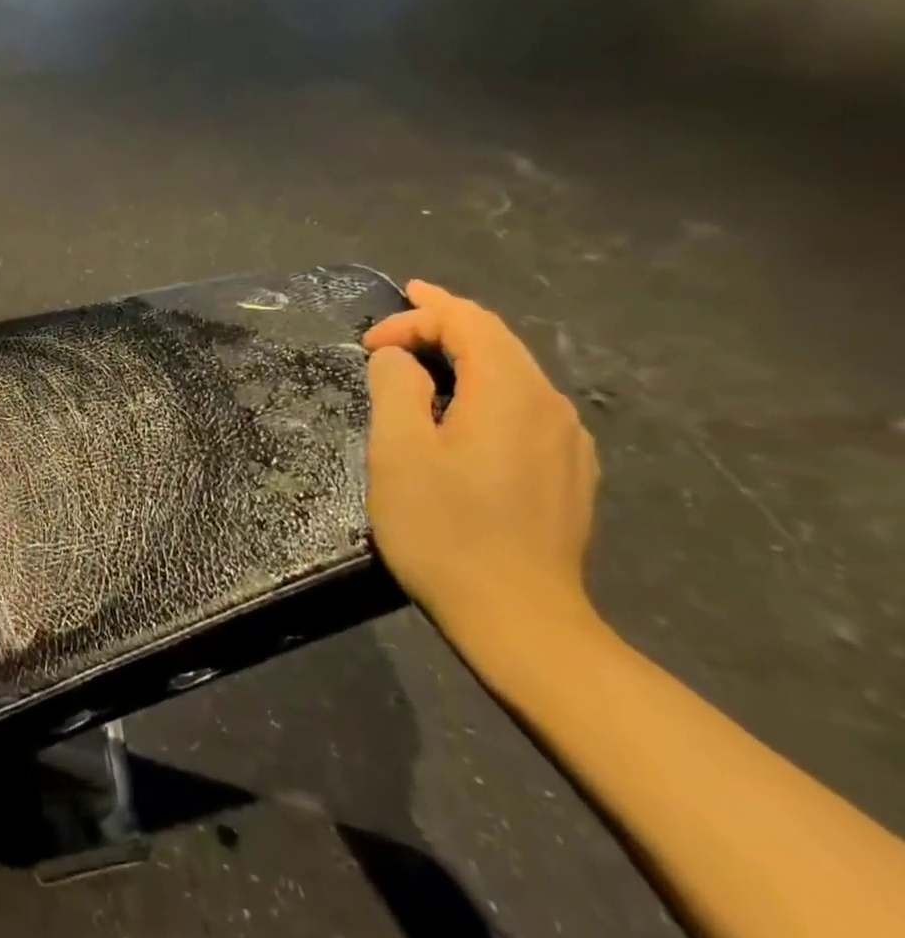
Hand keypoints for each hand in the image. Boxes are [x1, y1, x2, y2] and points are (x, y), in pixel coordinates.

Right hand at [362, 282, 600, 641]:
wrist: (520, 619)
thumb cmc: (445, 531)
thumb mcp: (399, 452)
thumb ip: (396, 389)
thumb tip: (397, 359)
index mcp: (510, 393)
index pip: (467, 322)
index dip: (415, 317)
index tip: (368, 344)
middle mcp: (551, 406)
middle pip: (497, 340)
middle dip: (444, 322)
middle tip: (398, 317)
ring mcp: (568, 443)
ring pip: (513, 374)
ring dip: (465, 356)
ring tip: (422, 359)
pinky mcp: (569, 474)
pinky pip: (524, 408)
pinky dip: (485, 390)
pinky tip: (463, 413)